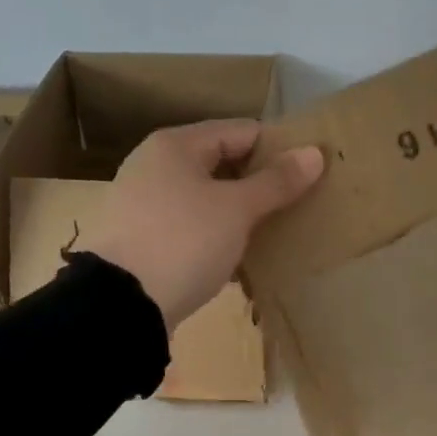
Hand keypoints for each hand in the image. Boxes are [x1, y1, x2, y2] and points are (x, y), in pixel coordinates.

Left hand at [79, 120, 323, 327]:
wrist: (121, 304)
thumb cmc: (184, 242)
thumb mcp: (237, 210)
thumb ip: (276, 182)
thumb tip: (315, 152)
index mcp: (175, 145)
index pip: (241, 131)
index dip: (277, 149)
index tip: (307, 173)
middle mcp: (154, 165)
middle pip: (221, 163)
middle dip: (258, 183)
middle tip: (294, 205)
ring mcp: (142, 202)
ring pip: (205, 197)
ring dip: (237, 212)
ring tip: (270, 233)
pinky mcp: (140, 238)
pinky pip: (189, 226)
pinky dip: (214, 235)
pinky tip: (235, 257)